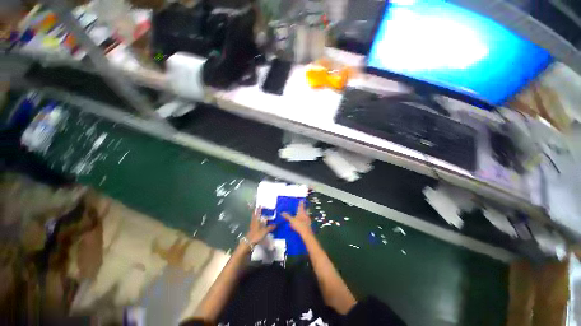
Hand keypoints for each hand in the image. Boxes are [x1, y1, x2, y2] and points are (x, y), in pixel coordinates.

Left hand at [245, 207, 275, 244]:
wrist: (249, 243)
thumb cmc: (256, 235)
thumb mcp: (265, 231)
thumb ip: (270, 227)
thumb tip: (276, 224)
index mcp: (256, 220)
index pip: (257, 212)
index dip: (258, 209)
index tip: (260, 205)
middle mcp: (254, 222)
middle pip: (255, 215)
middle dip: (258, 212)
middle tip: (262, 210)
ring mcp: (253, 226)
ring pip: (255, 219)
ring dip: (258, 217)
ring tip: (263, 216)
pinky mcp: (253, 230)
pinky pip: (256, 224)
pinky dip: (259, 222)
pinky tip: (262, 224)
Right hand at [282, 201, 312, 237]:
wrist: (306, 233)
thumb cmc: (299, 225)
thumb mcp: (292, 220)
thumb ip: (287, 216)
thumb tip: (282, 213)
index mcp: (302, 212)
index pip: (301, 205)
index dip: (301, 203)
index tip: (302, 200)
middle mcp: (306, 214)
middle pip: (306, 210)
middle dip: (304, 208)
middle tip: (303, 207)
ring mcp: (308, 219)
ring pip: (306, 215)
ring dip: (304, 214)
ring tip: (300, 215)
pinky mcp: (309, 224)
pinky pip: (306, 220)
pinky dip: (304, 220)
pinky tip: (301, 223)